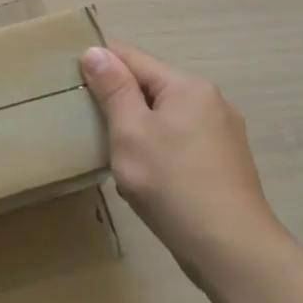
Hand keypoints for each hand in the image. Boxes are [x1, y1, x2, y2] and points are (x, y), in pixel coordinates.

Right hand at [80, 44, 282, 279]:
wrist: (232, 251)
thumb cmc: (173, 184)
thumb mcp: (130, 133)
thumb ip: (113, 89)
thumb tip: (95, 51)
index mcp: (187, 86)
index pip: (132, 57)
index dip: (99, 64)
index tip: (70, 80)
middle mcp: (210, 100)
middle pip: (151, 87)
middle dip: (120, 103)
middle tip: (90, 127)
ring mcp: (223, 133)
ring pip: (166, 117)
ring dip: (139, 130)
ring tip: (117, 158)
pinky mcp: (226, 163)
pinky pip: (182, 142)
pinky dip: (160, 150)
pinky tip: (149, 179)